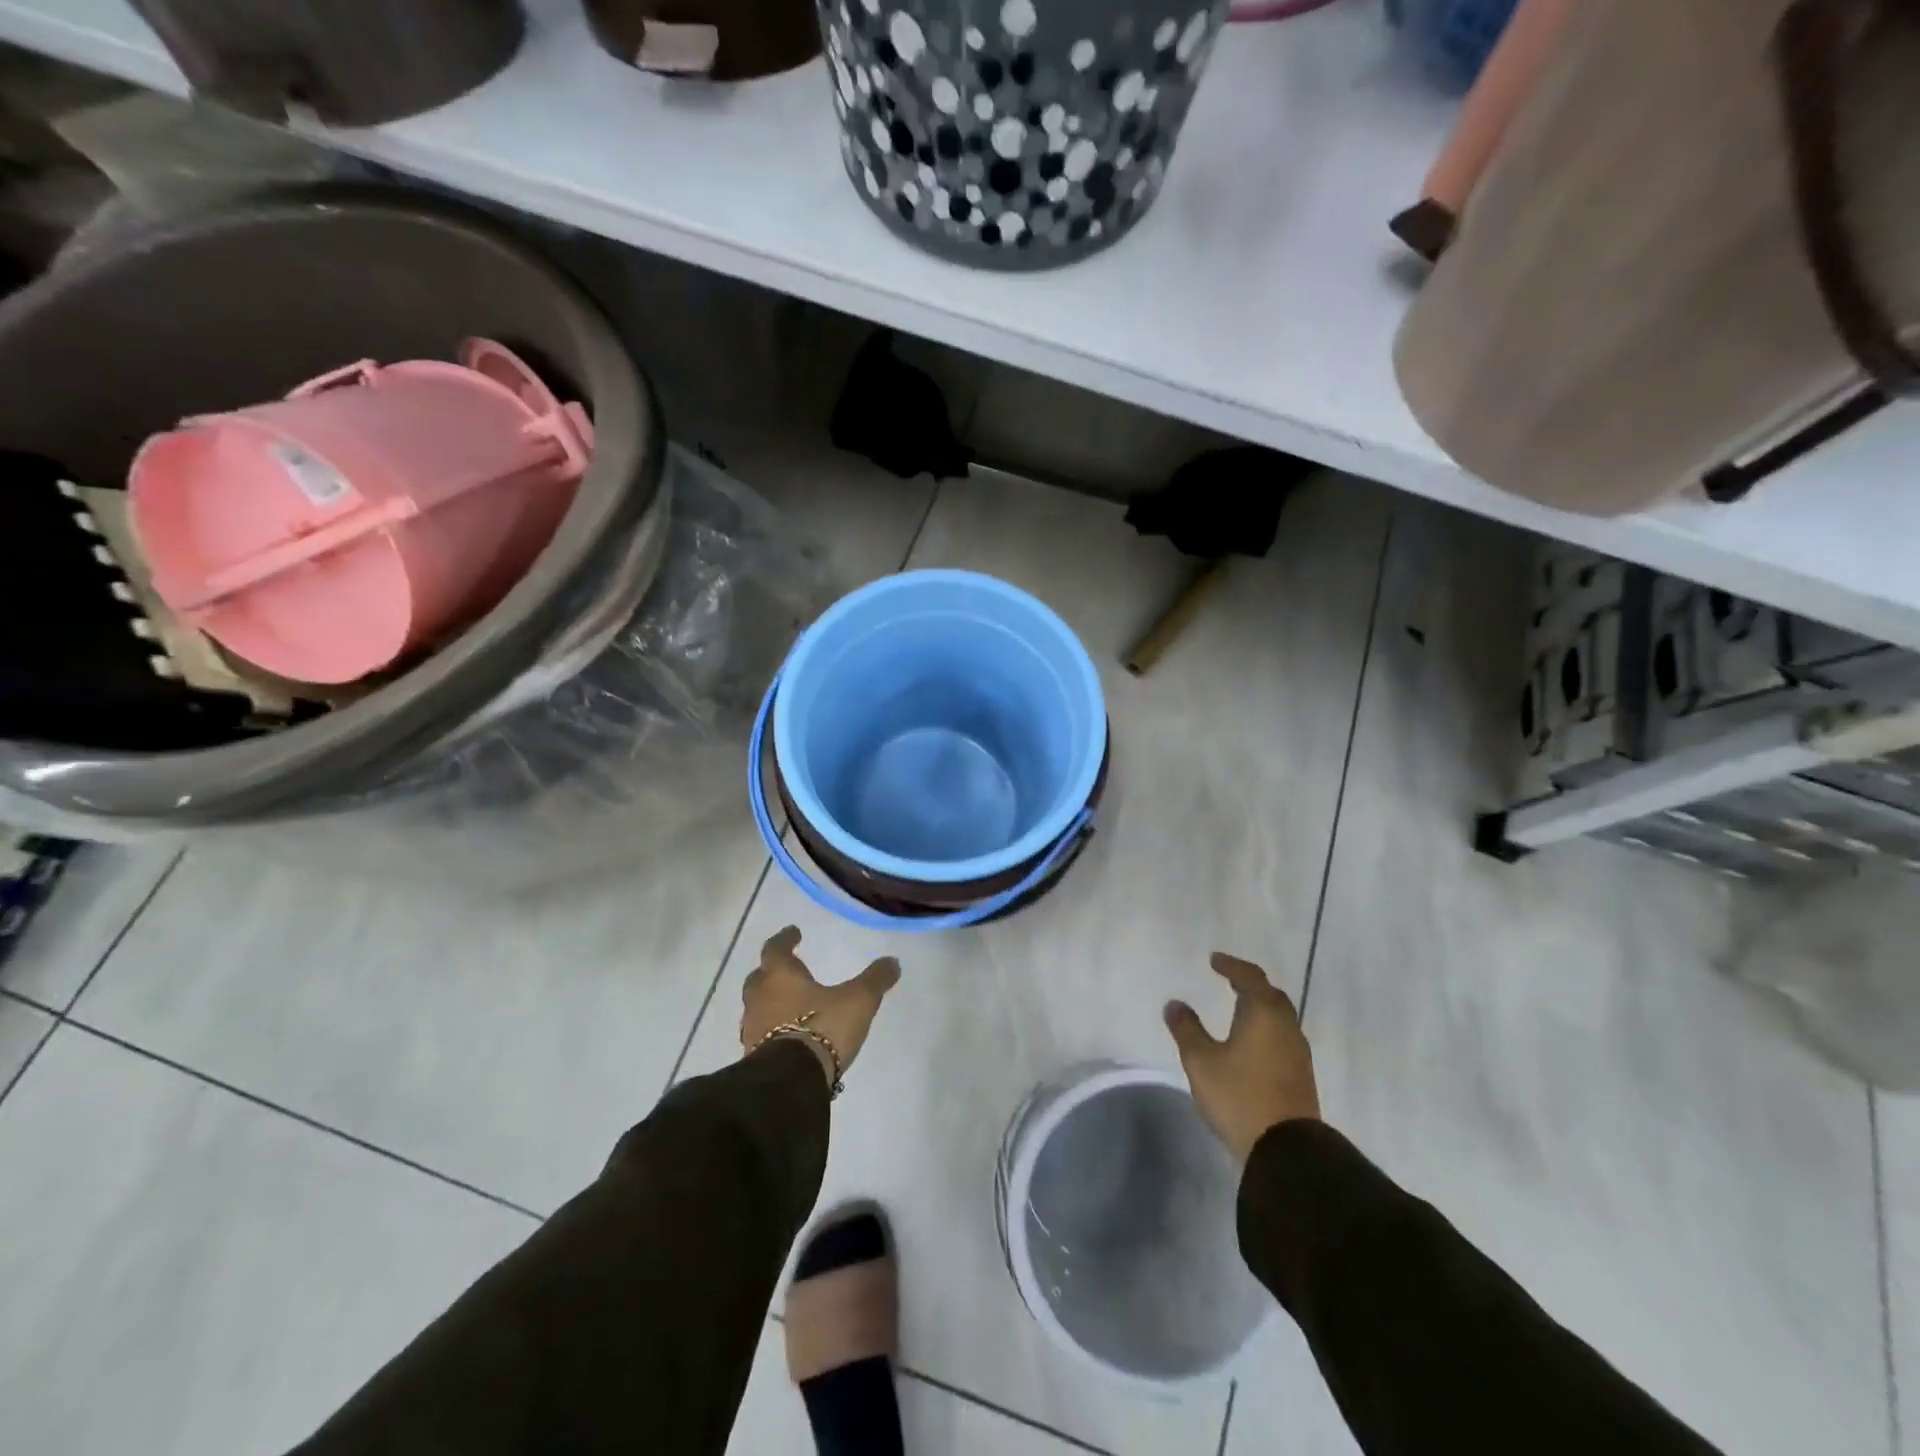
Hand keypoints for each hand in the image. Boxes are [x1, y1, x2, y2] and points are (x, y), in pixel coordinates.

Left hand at [741, 926, 900, 1088]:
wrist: (791, 1082)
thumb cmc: (822, 1028)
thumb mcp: (858, 1000)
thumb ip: (874, 980)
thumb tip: (892, 961)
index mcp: (780, 976)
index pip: (776, 948)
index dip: (785, 938)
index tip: (794, 932)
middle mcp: (760, 998)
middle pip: (760, 977)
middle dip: (773, 971)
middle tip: (788, 968)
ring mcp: (752, 1029)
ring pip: (758, 1006)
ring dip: (770, 1001)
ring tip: (789, 1003)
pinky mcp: (753, 1056)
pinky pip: (760, 1033)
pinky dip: (771, 1028)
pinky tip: (787, 1035)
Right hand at [1165, 952, 1319, 1162]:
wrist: (1287, 1149)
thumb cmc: (1240, 1096)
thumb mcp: (1201, 1061)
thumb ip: (1187, 1029)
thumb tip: (1175, 1004)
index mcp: (1263, 1013)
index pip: (1250, 977)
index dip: (1231, 966)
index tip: (1214, 961)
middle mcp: (1286, 1026)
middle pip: (1270, 994)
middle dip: (1249, 984)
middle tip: (1229, 981)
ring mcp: (1298, 1052)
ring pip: (1279, 1017)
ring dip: (1260, 1007)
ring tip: (1238, 1009)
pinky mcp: (1301, 1074)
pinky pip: (1282, 1037)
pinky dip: (1266, 1028)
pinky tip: (1252, 1042)